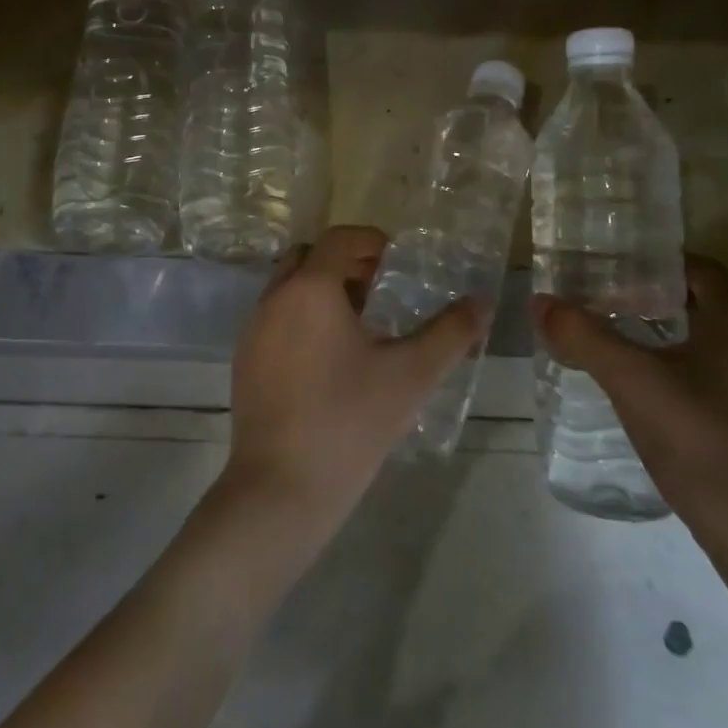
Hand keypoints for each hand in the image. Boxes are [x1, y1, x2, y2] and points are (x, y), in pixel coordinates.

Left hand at [217, 225, 485, 540]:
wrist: (281, 488)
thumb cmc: (350, 421)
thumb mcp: (411, 375)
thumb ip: (450, 333)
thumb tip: (482, 302)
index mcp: (310, 288)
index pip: (340, 239)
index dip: (372, 242)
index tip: (399, 262)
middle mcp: (274, 298)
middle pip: (309, 257)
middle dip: (345, 263)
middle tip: (381, 288)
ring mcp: (253, 330)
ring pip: (289, 289)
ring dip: (323, 291)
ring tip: (362, 325)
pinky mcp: (245, 361)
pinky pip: (276, 319)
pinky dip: (303, 318)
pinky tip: (331, 360)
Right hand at [532, 255, 727, 554]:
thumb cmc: (700, 442)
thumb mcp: (632, 382)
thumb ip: (583, 337)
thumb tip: (540, 301)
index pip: (695, 266)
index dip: (650, 259)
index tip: (605, 264)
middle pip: (695, 296)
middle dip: (645, 290)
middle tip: (594, 293)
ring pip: (699, 331)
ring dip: (655, 323)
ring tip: (604, 326)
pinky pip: (703, 361)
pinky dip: (667, 353)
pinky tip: (631, 372)